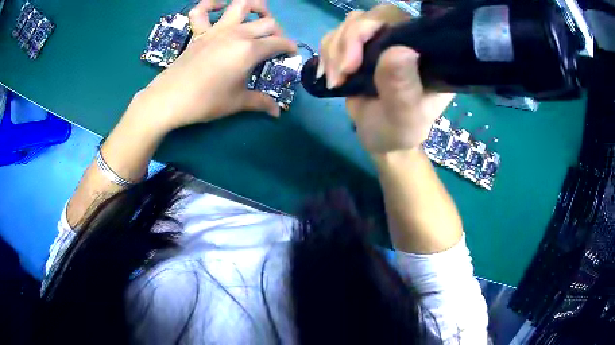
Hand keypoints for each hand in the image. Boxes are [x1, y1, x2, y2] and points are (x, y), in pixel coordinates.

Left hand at [128, 0, 296, 134]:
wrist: (170, 99)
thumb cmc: (206, 101)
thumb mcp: (237, 102)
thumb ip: (261, 102)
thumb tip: (277, 112)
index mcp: (249, 50)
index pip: (279, 43)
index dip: (290, 47)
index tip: (292, 54)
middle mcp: (237, 33)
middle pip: (267, 22)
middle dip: (278, 31)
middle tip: (275, 43)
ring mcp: (216, 29)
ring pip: (241, 5)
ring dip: (255, 6)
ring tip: (258, 15)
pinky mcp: (199, 32)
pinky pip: (202, 10)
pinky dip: (211, 4)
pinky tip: (219, 7)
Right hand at [318, 5, 453, 153]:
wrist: (381, 138)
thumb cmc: (399, 131)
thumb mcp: (405, 116)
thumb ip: (402, 88)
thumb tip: (398, 50)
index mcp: (424, 52)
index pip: (398, 20)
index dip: (371, 28)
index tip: (354, 62)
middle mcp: (404, 40)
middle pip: (370, 17)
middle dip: (347, 42)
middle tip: (341, 74)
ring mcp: (381, 42)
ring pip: (349, 24)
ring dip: (334, 51)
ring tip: (336, 82)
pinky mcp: (360, 48)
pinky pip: (336, 36)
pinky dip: (327, 54)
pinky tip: (330, 76)